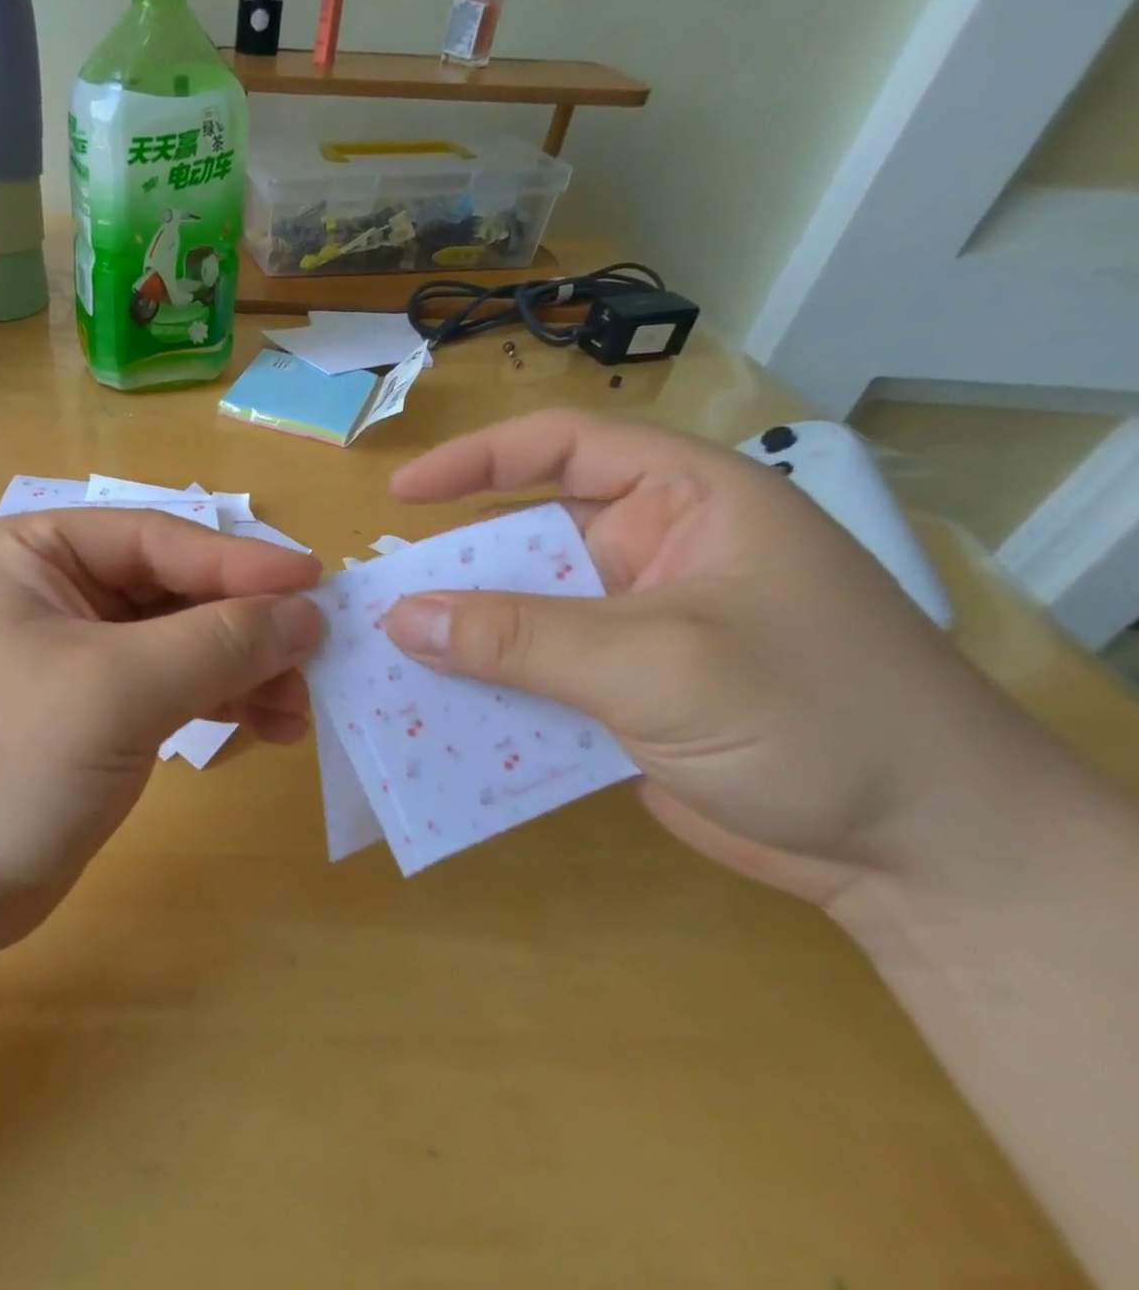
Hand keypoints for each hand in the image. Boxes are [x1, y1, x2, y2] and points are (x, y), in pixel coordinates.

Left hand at [0, 511, 323, 971]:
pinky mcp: (74, 715)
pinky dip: (209, 703)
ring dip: (236, 671)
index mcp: (29, 554)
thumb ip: (217, 643)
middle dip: (243, 627)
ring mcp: (59, 658)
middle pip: (167, 592)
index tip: (317, 586)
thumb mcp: (116, 690)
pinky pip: (157, 690)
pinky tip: (259, 725)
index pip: (155, 539)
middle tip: (314, 662)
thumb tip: (305, 613)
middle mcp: (42, 593)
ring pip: (169, 645)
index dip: (241, 561)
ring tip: (296, 709)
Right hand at [380, 410, 1062, 902]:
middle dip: (458, 568)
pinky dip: (492, 691)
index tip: (403, 493)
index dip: (478, 460)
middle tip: (383, 597)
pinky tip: (439, 711)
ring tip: (391, 655)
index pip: (565, 448)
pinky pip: (537, 677)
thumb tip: (401, 618)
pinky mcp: (625, 694)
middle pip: (530, 538)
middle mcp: (657, 554)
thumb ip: (518, 638)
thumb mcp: (654, 663)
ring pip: (526, 614)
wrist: (927, 861)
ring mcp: (638, 628)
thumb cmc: (815, 719)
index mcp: (689, 502)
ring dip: (466, 637)